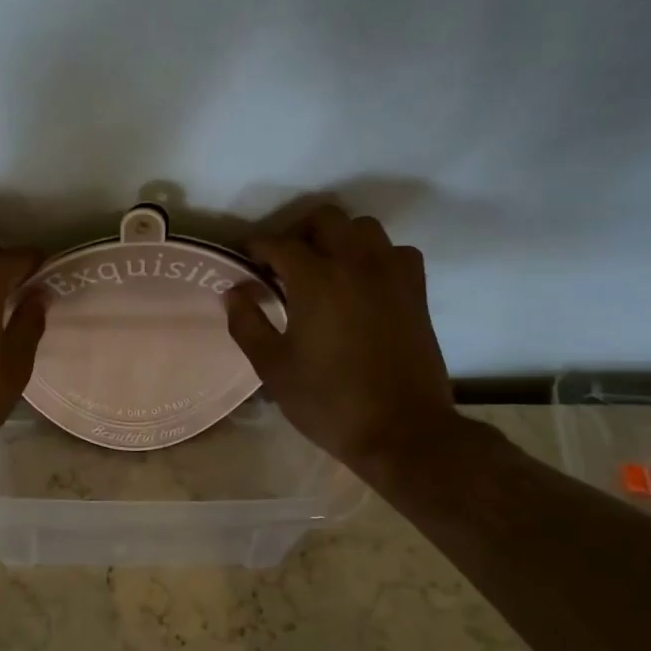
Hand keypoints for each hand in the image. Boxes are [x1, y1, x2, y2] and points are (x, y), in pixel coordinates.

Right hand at [223, 205, 469, 475]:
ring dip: (339, 237)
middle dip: (298, 231)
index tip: (246, 259)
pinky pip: (397, 252)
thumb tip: (234, 291)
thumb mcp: (273, 368)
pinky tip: (363, 281)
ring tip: (324, 266)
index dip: (257, 247)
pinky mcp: (417, 292)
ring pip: (365, 228)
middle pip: (326, 219)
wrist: (402, 431)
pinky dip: (377, 255)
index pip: (279, 243)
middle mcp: (356, 264)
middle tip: (282, 261)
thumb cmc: (328, 401)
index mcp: (316, 280)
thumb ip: (247, 324)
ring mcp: (392, 275)